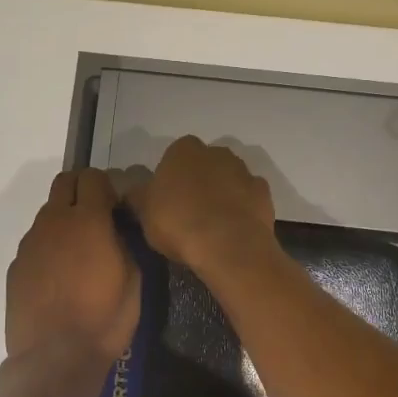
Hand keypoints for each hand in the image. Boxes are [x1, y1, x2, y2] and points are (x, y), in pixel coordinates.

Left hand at [6, 168, 139, 362]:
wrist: (54, 359)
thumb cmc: (104, 319)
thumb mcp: (133, 279)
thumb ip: (123, 242)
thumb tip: (115, 228)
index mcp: (87, 220)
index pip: (93, 177)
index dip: (107, 187)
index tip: (116, 208)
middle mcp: (53, 222)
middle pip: (64, 183)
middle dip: (82, 191)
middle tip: (97, 219)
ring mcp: (30, 243)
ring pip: (48, 213)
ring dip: (64, 221)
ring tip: (78, 255)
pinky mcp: (16, 266)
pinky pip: (36, 243)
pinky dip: (49, 248)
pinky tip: (59, 278)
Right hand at [124, 137, 278, 272]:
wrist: (228, 246)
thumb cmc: (178, 223)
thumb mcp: (144, 213)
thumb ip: (139, 197)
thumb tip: (134, 191)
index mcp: (183, 150)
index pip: (174, 155)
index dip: (170, 177)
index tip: (166, 200)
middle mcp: (216, 152)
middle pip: (204, 164)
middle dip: (198, 181)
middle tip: (188, 212)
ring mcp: (243, 170)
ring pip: (228, 178)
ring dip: (221, 193)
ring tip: (212, 224)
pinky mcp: (263, 193)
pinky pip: (248, 197)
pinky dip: (241, 208)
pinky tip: (232, 229)